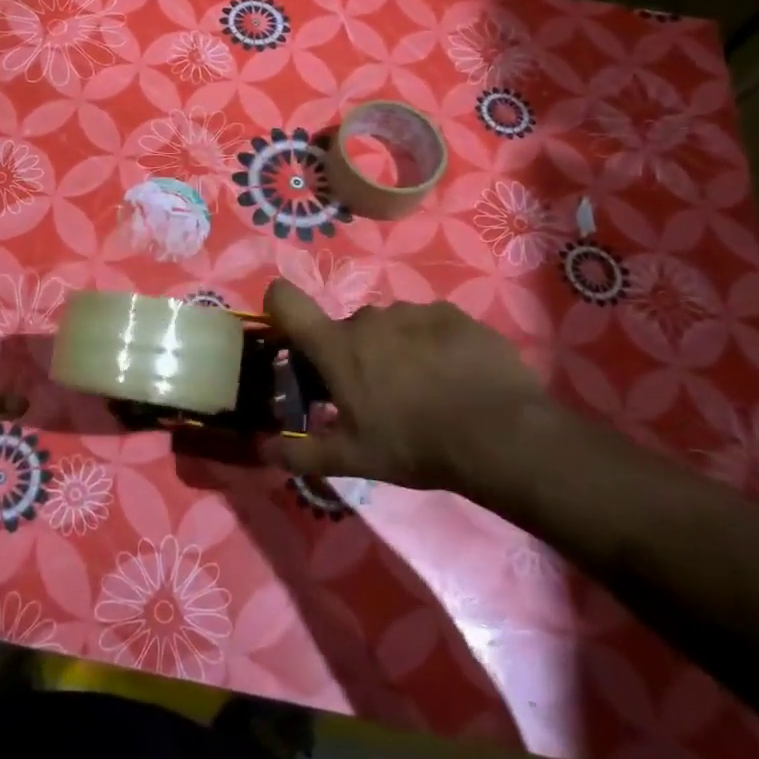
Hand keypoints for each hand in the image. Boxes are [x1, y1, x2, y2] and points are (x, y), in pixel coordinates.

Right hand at [264, 280, 554, 498]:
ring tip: (421, 390)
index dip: (279, 307)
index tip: (291, 336)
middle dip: (352, 355)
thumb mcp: (351, 459)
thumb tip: (258, 448)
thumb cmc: (413, 444)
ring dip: (393, 350)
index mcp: (336, 346)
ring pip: (389, 326)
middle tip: (374, 395)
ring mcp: (412, 311)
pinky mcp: (452, 314)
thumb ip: (299, 451)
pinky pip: (427, 325)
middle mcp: (368, 318)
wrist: (500, 435)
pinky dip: (431, 345)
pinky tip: (453, 378)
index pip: (285, 299)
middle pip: (346, 328)